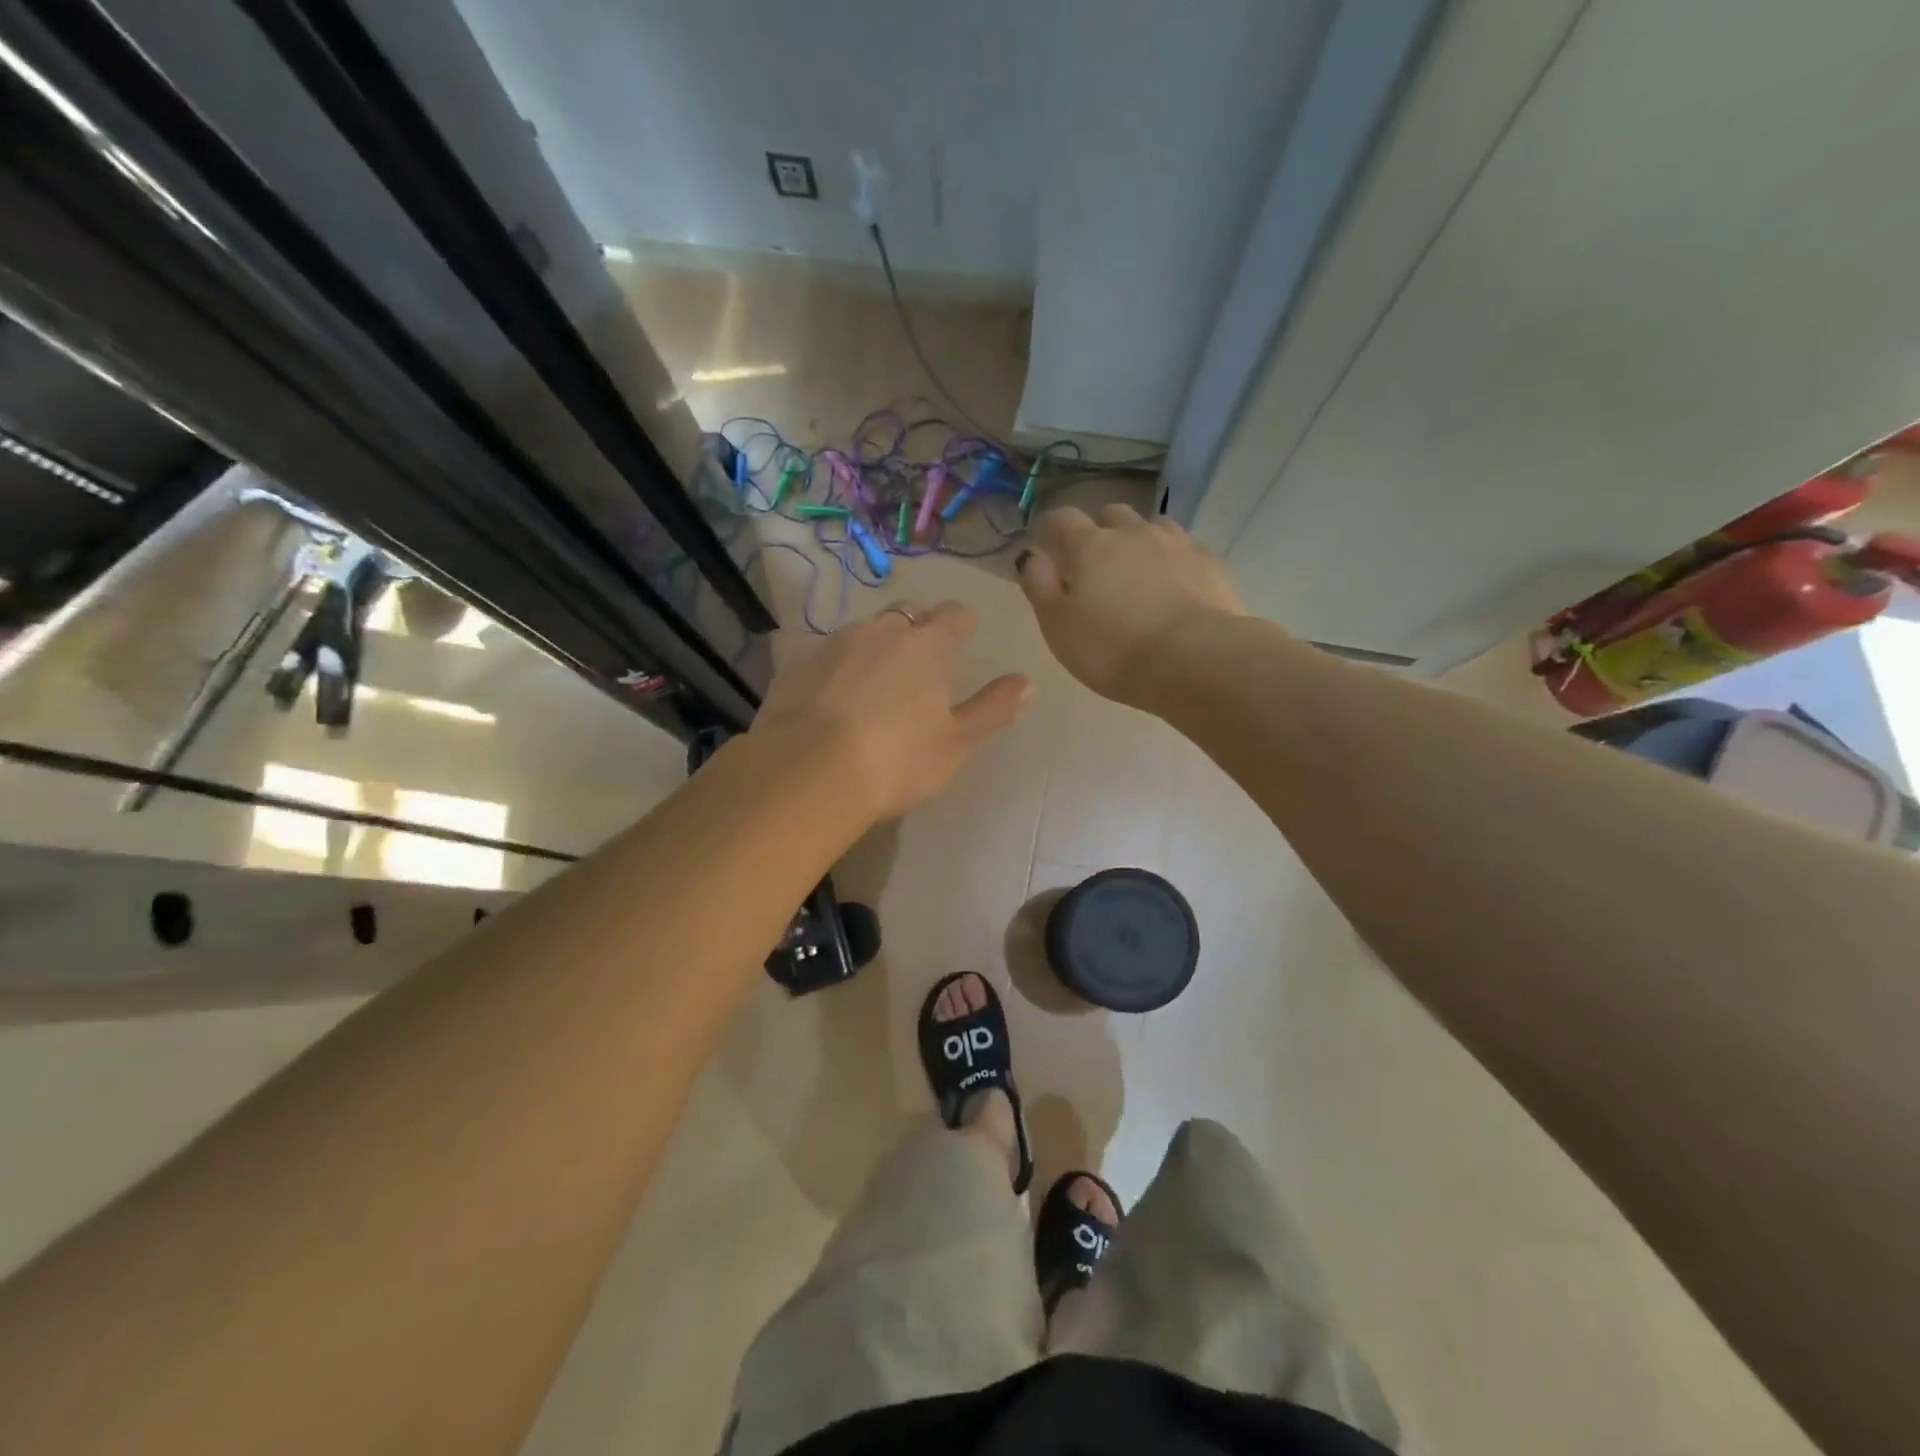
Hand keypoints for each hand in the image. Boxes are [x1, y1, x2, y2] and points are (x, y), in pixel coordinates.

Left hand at [750, 602, 1029, 822]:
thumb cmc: (896, 760)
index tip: (963, 641)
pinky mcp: (797, 665)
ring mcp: (834, 644)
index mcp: (926, 645)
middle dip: (915, 634)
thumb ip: (993, 709)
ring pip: (863, 634)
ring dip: (874, 651)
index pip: (954, 615)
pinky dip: (837, 672)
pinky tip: (833, 705)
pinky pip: (827, 658)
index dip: (961, 625)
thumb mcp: (956, 743)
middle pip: (906, 617)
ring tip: (873, 690)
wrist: (808, 772)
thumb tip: (1027, 683)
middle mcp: (880, 631)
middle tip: (918, 671)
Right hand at [1017, 504, 1242, 707]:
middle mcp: (1133, 533)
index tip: (1046, 549)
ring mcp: (1177, 544)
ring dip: (1139, 541)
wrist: (1194, 660)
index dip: (1050, 530)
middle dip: (1099, 532)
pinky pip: (1186, 550)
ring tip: (1137, 573)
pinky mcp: (1211, 564)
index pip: (1061, 519)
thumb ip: (1039, 586)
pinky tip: (1175, 586)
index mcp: (1090, 546)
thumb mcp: (1058, 626)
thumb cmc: (1112, 650)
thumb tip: (1033, 555)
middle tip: (1094, 565)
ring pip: (1152, 526)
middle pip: (1111, 514)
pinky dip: (1174, 561)